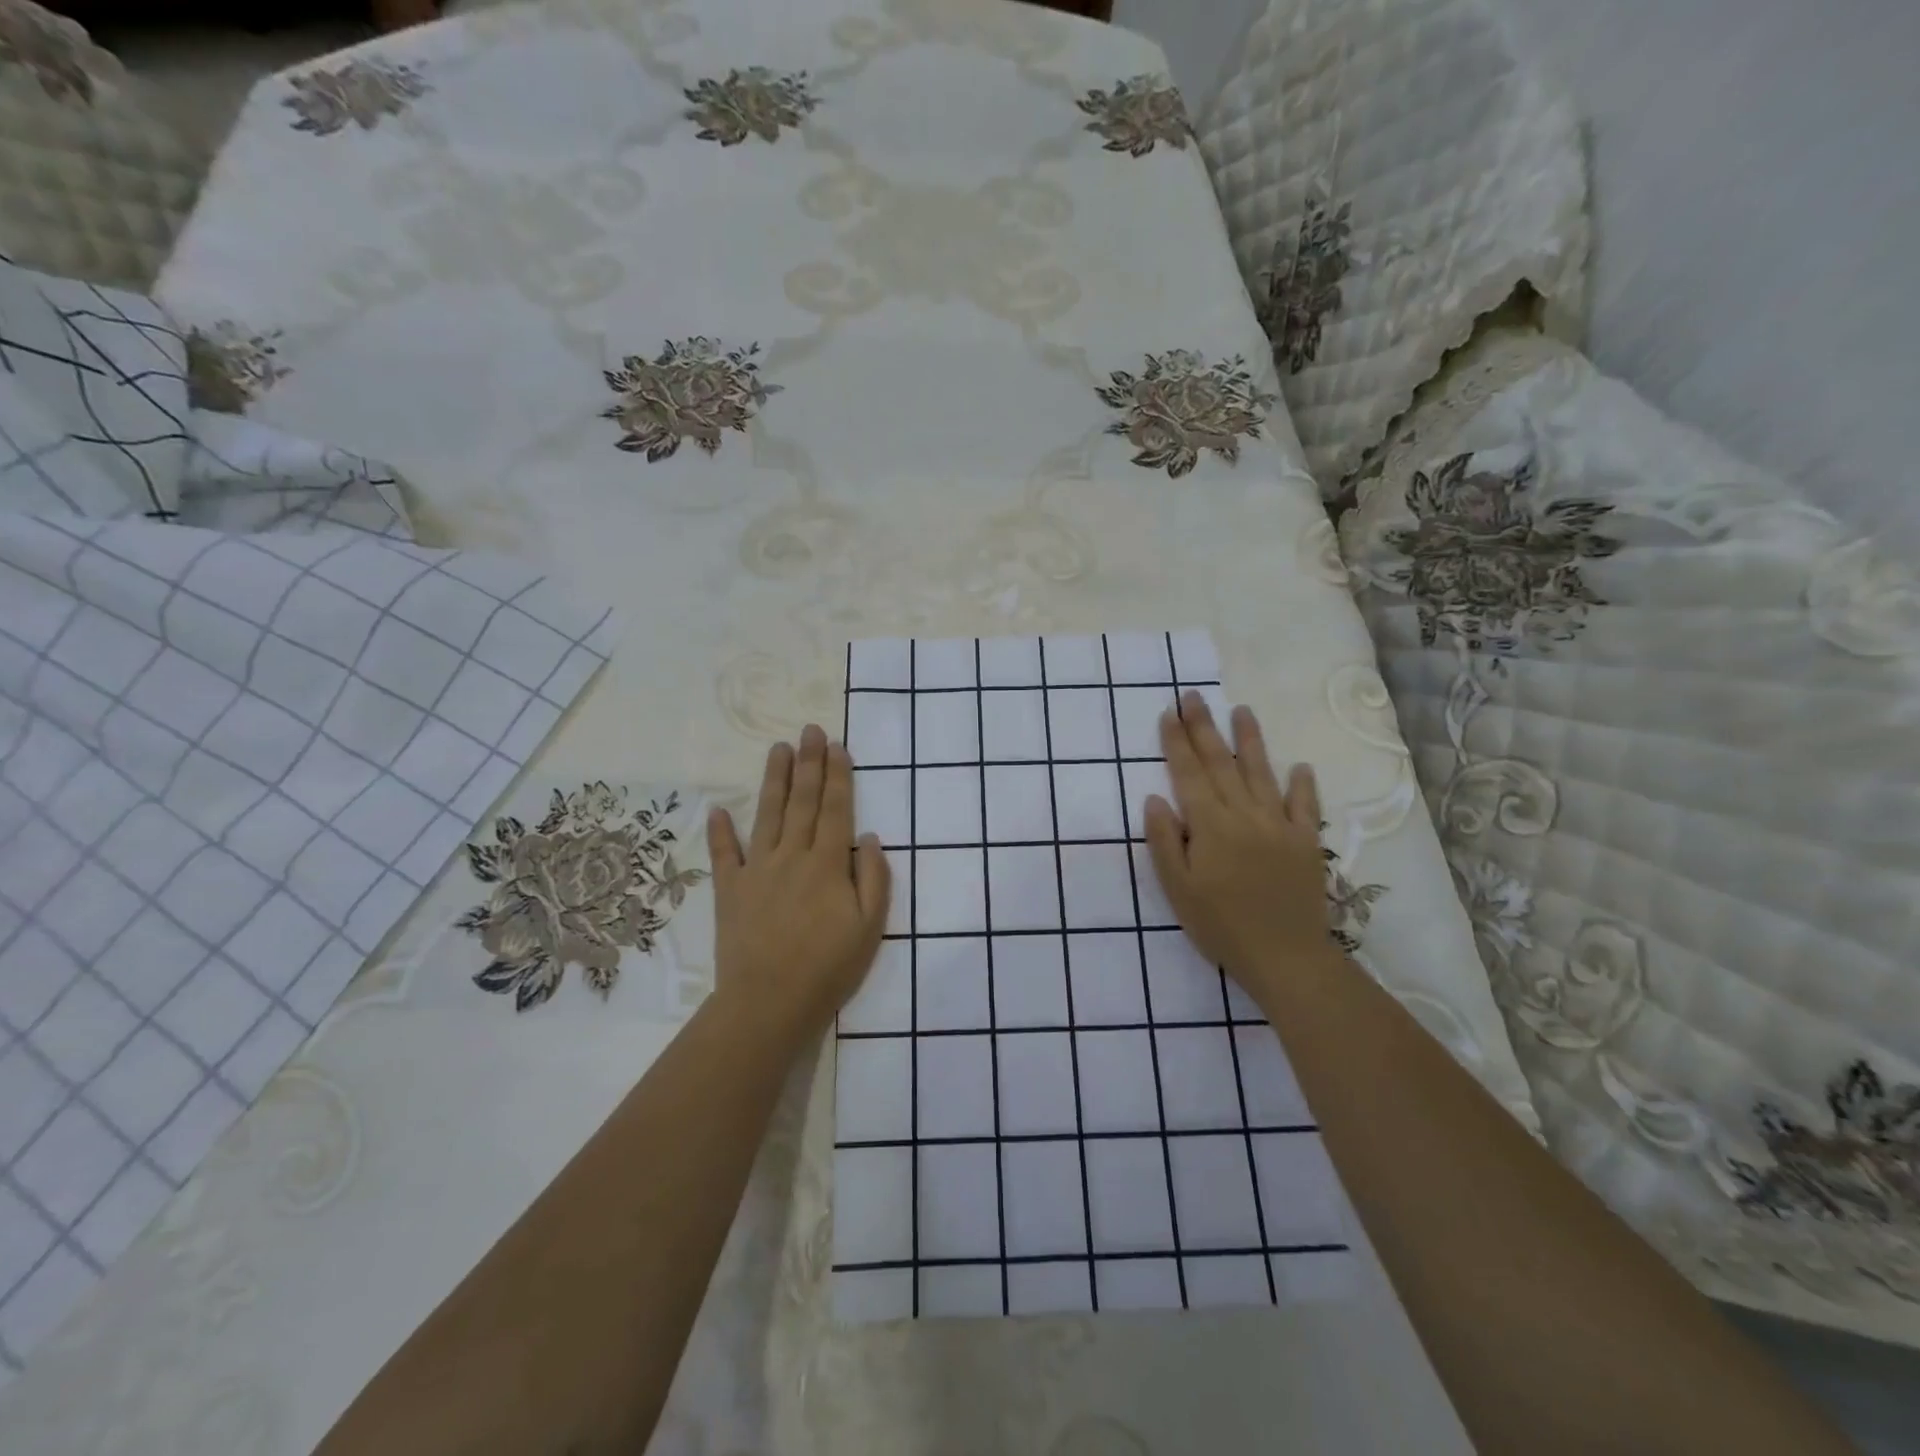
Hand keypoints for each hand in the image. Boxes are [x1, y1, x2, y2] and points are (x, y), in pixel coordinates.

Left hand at [707, 725, 890, 1045]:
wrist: (769, 1003)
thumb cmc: (829, 968)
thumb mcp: (870, 927)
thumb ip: (874, 878)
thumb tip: (869, 836)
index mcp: (828, 864)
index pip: (836, 809)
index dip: (838, 776)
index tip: (838, 747)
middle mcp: (792, 856)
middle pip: (803, 801)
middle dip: (809, 763)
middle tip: (810, 730)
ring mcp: (757, 870)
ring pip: (768, 815)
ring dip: (774, 780)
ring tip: (778, 749)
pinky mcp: (730, 890)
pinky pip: (725, 854)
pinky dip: (721, 832)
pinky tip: (718, 810)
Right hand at [1143, 693, 1341, 1004]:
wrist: (1286, 956)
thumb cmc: (1221, 925)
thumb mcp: (1178, 889)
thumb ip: (1166, 841)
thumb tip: (1156, 798)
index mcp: (1211, 825)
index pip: (1189, 773)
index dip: (1177, 742)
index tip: (1168, 713)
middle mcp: (1245, 814)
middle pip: (1222, 763)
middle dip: (1205, 727)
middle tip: (1193, 696)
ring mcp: (1279, 825)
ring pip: (1262, 773)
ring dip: (1251, 740)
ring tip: (1242, 710)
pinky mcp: (1306, 842)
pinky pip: (1305, 805)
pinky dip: (1302, 784)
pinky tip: (1300, 765)